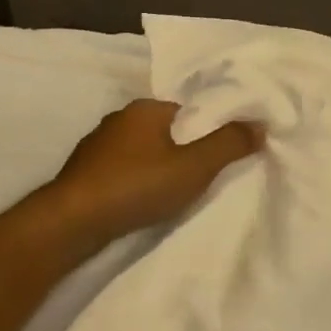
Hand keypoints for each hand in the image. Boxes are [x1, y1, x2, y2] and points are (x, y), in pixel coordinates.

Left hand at [42, 99, 262, 252]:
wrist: (71, 222)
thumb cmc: (136, 186)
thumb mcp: (193, 167)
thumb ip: (228, 145)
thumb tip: (259, 125)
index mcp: (145, 108)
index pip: (186, 111)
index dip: (206, 129)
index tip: (220, 153)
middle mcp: (119, 119)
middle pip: (163, 130)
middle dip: (181, 149)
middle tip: (200, 176)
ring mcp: (96, 146)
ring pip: (140, 151)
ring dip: (155, 167)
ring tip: (172, 193)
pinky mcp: (83, 173)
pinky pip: (120, 170)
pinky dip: (134, 182)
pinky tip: (140, 202)